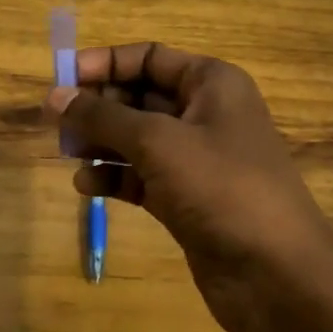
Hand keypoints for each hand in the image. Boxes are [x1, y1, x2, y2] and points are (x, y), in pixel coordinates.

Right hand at [46, 43, 332, 331]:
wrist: (277, 274)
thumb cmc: (221, 187)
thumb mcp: (157, 142)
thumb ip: (102, 117)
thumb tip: (55, 95)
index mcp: (211, 83)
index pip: (149, 57)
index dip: (105, 64)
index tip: (62, 77)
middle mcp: (205, 114)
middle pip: (140, 96)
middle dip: (98, 106)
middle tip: (55, 121)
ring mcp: (197, 159)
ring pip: (138, 138)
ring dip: (101, 143)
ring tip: (66, 153)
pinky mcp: (187, 198)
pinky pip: (142, 176)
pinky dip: (114, 176)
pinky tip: (85, 186)